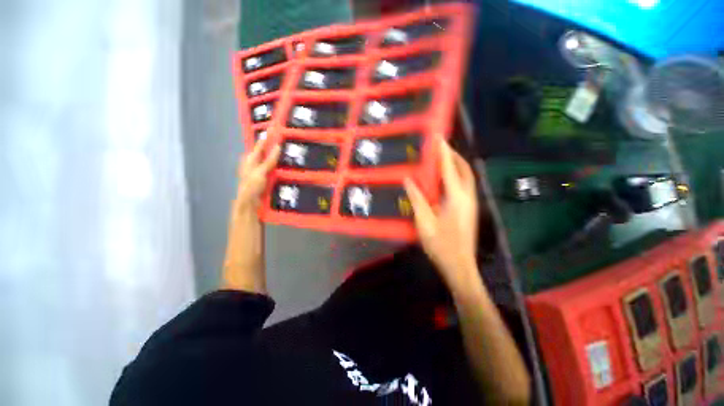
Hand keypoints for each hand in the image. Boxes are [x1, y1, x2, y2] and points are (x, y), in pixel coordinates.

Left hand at [222, 136, 279, 293]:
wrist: (243, 269)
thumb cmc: (246, 249)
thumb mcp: (247, 224)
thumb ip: (249, 199)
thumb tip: (256, 176)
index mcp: (243, 200)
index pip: (254, 173)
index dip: (264, 158)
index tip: (275, 143)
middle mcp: (243, 199)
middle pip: (247, 171)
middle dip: (256, 153)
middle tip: (267, 138)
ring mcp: (248, 206)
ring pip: (251, 179)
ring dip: (258, 162)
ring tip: (268, 151)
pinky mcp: (254, 213)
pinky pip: (257, 190)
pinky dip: (263, 178)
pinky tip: (272, 176)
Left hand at [235, 137, 280, 209]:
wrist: (249, 202)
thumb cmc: (252, 185)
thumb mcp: (261, 171)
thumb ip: (269, 159)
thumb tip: (277, 146)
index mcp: (250, 159)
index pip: (259, 145)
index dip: (266, 137)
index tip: (274, 129)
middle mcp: (253, 163)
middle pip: (263, 151)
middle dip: (271, 145)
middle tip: (282, 139)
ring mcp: (257, 171)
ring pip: (267, 160)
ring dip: (275, 156)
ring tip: (285, 151)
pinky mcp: (262, 178)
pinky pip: (270, 168)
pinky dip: (276, 165)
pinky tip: (283, 166)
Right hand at [404, 139, 478, 285]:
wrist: (459, 265)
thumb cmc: (440, 245)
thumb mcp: (424, 221)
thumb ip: (417, 198)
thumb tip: (409, 180)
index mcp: (456, 197)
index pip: (449, 168)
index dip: (443, 151)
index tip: (438, 137)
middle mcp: (467, 196)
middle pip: (464, 169)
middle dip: (453, 155)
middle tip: (440, 147)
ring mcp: (471, 203)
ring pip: (466, 176)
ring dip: (455, 165)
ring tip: (442, 158)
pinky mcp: (469, 209)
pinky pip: (464, 185)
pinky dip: (456, 176)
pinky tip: (444, 179)